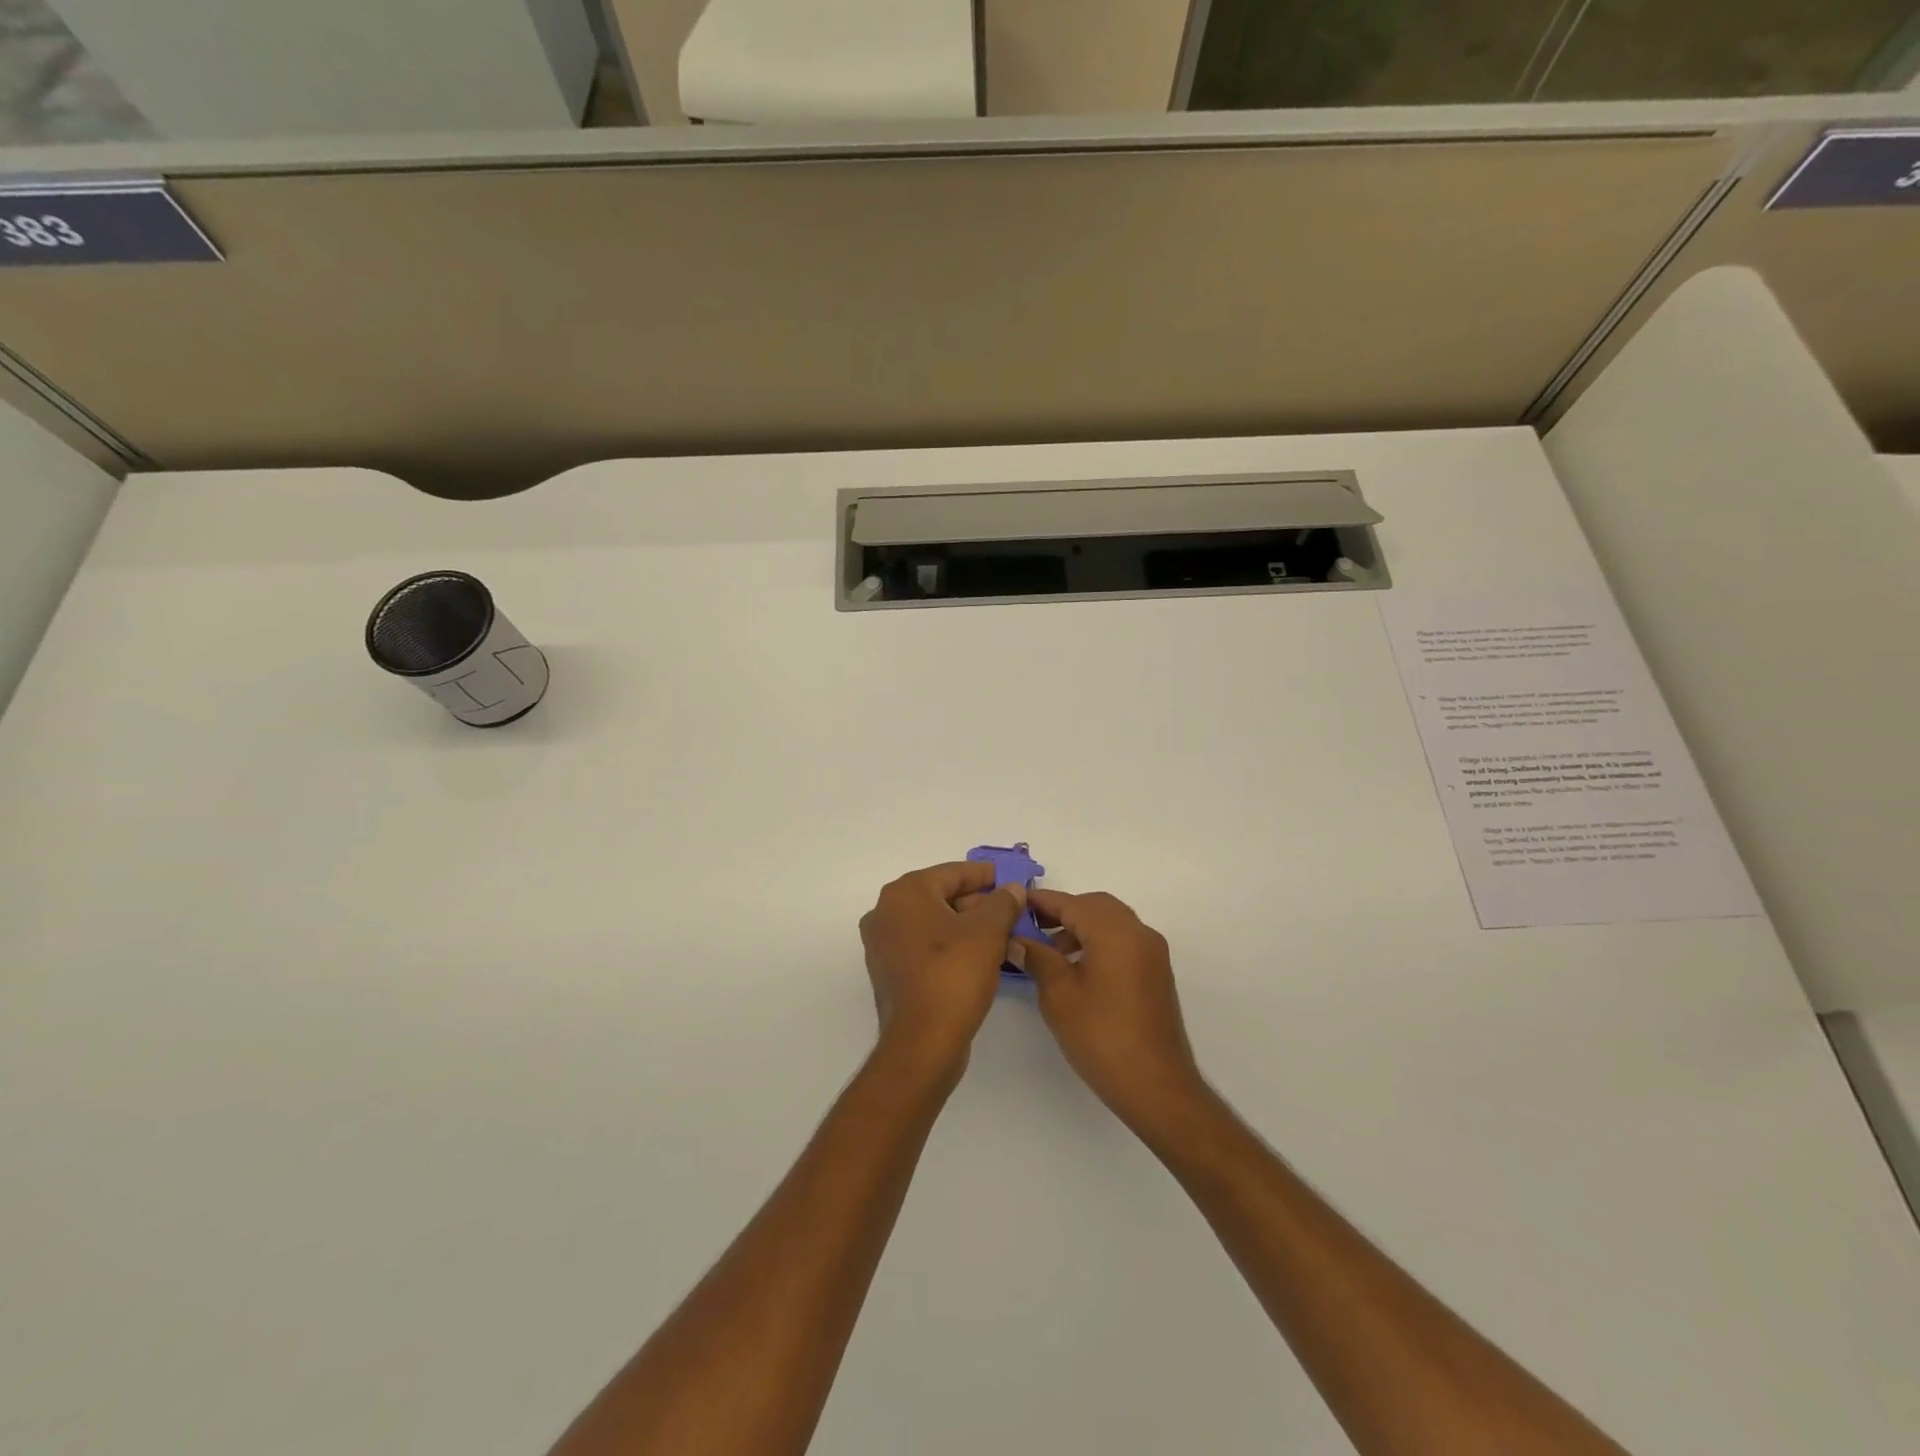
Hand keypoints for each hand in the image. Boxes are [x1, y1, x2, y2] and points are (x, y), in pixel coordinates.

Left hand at [859, 862, 1026, 1073]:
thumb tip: (1012, 889)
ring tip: (1003, 935)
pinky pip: (925, 946)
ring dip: (967, 926)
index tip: (1013, 879)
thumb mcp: (989, 931)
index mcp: (905, 893)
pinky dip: (950, 946)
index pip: (953, 873)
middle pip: (941, 896)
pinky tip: (980, 957)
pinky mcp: (889, 972)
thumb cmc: (954, 974)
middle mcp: (886, 912)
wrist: (922, 1042)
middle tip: (1012, 911)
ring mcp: (883, 944)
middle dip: (978, 903)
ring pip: (934, 923)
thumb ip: (1003, 902)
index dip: (986, 875)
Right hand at [1019, 890, 1206, 1136]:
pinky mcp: (1156, 973)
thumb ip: (1037, 958)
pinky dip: (1098, 943)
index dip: (1042, 901)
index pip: (1072, 902)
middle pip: (1095, 906)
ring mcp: (1152, 953)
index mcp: (1115, 931)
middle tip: (1030, 927)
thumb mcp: (1059, 995)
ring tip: (1049, 953)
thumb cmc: (1102, 1036)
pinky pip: (1123, 942)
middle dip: (1062, 912)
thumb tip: (1016, 939)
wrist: (1157, 1087)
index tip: (1014, 903)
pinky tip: (1076, 969)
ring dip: (1080, 928)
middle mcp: (1139, 933)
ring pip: (1111, 923)